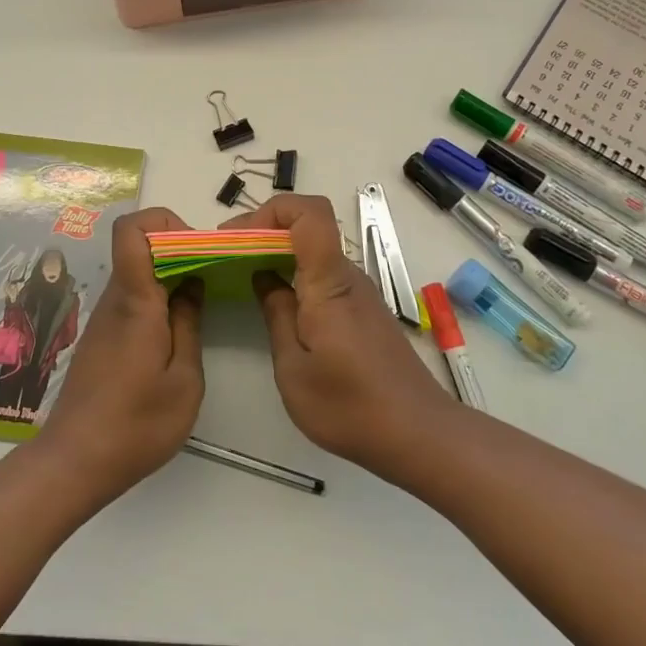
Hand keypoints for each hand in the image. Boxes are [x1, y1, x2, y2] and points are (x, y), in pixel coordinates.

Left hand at [32, 208, 203, 503]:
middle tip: (211, 280)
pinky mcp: (101, 338)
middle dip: (179, 251)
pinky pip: (131, 300)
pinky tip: (174, 338)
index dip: (164, 221)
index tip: (197, 248)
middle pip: (139, 248)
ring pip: (137, 274)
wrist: (75, 463)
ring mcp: (104, 318)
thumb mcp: (184, 380)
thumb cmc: (136, 424)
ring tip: (200, 310)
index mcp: (135, 299)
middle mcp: (115, 299)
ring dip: (170, 279)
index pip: (131, 228)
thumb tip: (193, 283)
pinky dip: (157, 303)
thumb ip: (190, 324)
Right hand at [222, 194, 457, 481]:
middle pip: (307, 226)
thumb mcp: (294, 370)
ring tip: (242, 274)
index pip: (310, 213)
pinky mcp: (363, 309)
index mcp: (329, 282)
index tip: (234, 237)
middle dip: (262, 230)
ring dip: (276, 252)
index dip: (270, 210)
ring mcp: (359, 291)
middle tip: (225, 255)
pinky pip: (323, 274)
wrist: (420, 435)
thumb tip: (263, 277)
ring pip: (314, 250)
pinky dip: (294, 273)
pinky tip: (276, 301)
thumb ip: (276, 316)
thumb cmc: (351, 408)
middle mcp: (348, 276)